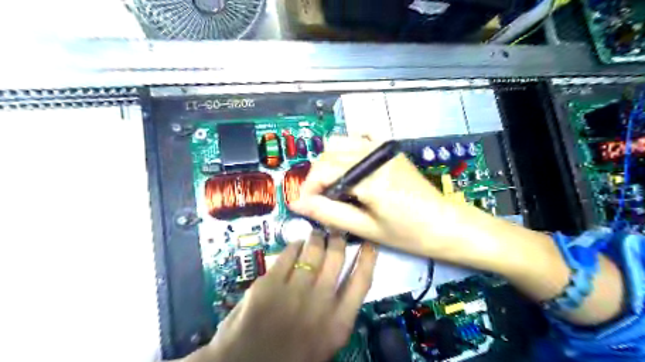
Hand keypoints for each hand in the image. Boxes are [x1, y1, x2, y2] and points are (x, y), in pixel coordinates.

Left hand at [203, 231, 378, 361]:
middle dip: (338, 240)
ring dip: (317, 238)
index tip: (368, 243)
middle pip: (336, 257)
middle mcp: (319, 303)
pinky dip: (295, 245)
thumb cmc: (290, 358)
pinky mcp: (268, 284)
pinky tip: (296, 244)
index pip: (361, 281)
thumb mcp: (324, 342)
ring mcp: (293, 292)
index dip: (368, 258)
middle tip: (336, 233)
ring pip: (313, 251)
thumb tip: (341, 280)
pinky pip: (288, 254)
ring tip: (317, 234)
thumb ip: (336, 313)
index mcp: (337, 324)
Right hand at [290, 137, 474, 259]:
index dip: (308, 187)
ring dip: (330, 162)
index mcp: (370, 178)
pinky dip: (349, 148)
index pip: (323, 170)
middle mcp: (374, 155)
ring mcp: (383, 148)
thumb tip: (296, 203)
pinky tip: (352, 167)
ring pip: (340, 142)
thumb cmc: (408, 233)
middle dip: (317, 176)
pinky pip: (360, 136)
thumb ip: (329, 213)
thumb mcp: (365, 228)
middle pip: (328, 154)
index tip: (305, 205)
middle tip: (321, 200)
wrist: (445, 224)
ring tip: (337, 186)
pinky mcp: (389, 149)